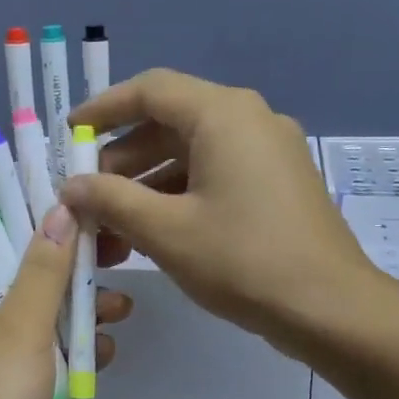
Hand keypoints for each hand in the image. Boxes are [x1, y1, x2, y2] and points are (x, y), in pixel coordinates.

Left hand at [0, 206, 131, 398]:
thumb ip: (45, 268)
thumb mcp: (20, 325)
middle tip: (121, 257)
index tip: (92, 214)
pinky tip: (105, 351)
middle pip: (34, 281)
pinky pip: (57, 358)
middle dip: (76, 275)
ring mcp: (2, 358)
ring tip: (121, 311)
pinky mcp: (25, 390)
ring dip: (84, 315)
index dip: (48, 227)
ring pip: (51, 320)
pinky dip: (81, 353)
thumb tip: (61, 208)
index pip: (3, 243)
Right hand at [64, 69, 374, 355]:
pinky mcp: (279, 185)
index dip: (103, 109)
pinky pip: (218, 176)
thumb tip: (71, 186)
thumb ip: (111, 200)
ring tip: (113, 228)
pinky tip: (154, 234)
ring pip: (193, 154)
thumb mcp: (165, 231)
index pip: (150, 90)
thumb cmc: (242, 261)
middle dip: (122, 159)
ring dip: (148, 186)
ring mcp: (270, 153)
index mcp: (224, 115)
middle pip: (171, 123)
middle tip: (88, 196)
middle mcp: (250, 121)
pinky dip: (180, 197)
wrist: (329, 307)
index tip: (70, 134)